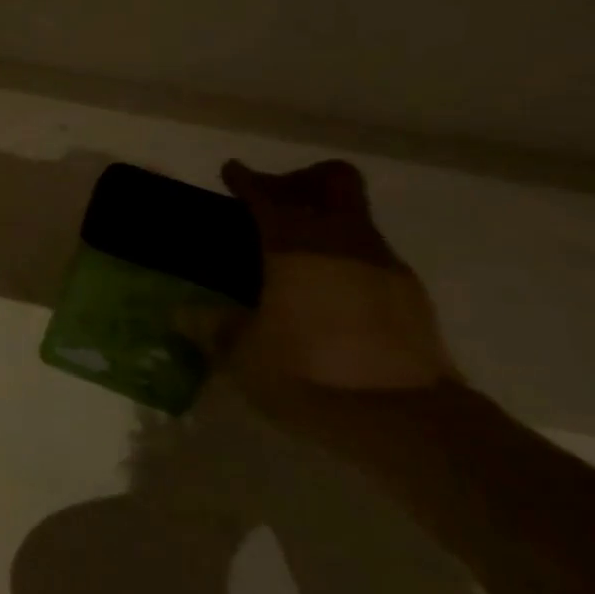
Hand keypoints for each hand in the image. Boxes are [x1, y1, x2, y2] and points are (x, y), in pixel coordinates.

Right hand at [218, 159, 457, 441]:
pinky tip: (325, 290)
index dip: (246, 179)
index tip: (232, 172)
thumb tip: (183, 314)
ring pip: (355, 217)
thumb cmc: (308, 374)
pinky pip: (371, 255)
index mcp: (296, 246)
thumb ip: (214, 327)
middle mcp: (345, 242)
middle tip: (272, 201)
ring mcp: (385, 266)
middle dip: (300, 182)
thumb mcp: (243, 355)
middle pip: (333, 182)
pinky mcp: (411, 297)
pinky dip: (345, 256)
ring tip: (294, 253)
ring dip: (325, 220)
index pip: (268, 195)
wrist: (406, 421)